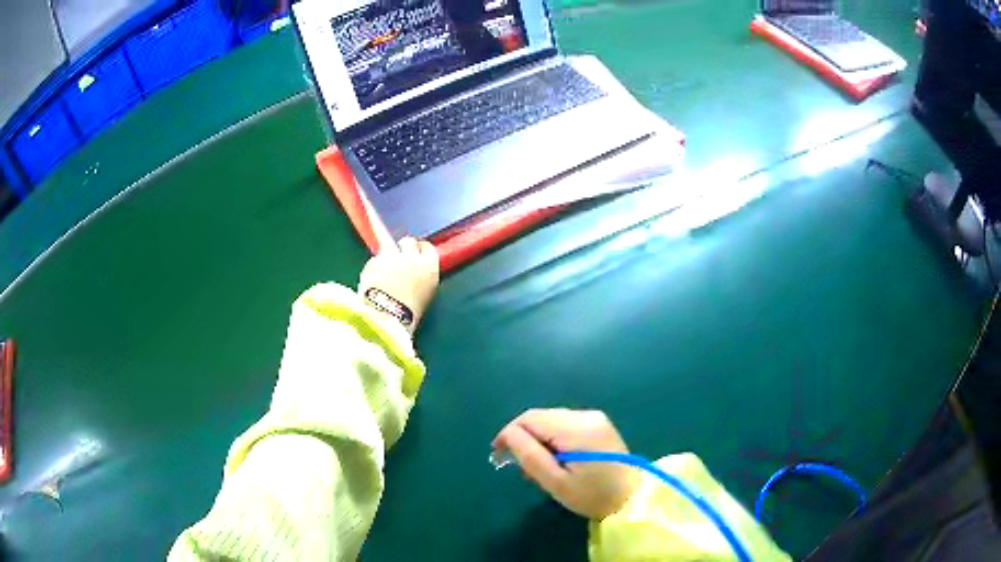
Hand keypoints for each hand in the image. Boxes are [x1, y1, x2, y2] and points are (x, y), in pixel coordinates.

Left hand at [358, 237, 439, 332]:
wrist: (386, 318)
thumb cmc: (409, 313)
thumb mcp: (425, 296)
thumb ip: (422, 279)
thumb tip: (416, 275)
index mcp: (429, 266)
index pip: (427, 248)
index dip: (421, 252)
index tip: (417, 256)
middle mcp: (411, 256)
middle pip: (408, 242)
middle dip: (404, 248)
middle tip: (400, 260)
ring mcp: (389, 256)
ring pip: (389, 247)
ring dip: (387, 257)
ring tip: (384, 273)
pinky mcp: (371, 261)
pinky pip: (373, 260)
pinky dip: (373, 267)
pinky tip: (372, 280)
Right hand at [493, 409, 638, 518]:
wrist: (632, 499)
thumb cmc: (592, 496)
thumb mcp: (556, 482)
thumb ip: (530, 455)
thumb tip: (508, 435)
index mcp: (576, 428)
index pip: (530, 418)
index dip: (509, 433)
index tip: (498, 455)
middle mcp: (586, 415)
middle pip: (541, 417)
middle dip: (524, 437)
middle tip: (519, 465)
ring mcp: (595, 418)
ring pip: (552, 420)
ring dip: (539, 438)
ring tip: (540, 466)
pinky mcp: (600, 424)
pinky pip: (566, 424)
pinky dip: (554, 438)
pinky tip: (557, 458)